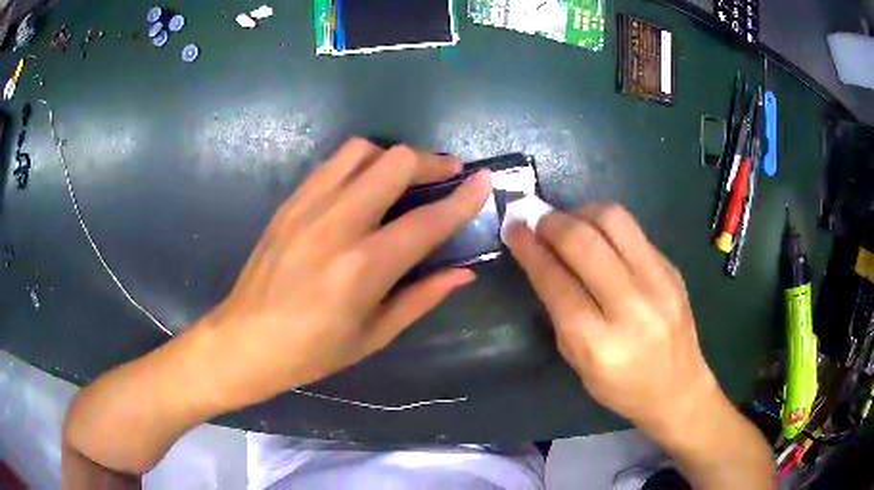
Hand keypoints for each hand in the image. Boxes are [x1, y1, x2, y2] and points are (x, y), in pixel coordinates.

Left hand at [197, 138, 491, 411]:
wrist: (243, 340)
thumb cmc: (311, 352)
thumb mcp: (373, 336)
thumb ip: (422, 297)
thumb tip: (463, 272)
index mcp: (363, 267)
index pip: (428, 220)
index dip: (464, 198)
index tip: (485, 179)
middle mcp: (338, 225)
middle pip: (395, 163)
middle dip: (430, 162)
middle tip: (445, 176)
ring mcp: (308, 207)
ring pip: (361, 151)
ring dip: (393, 158)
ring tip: (404, 179)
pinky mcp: (289, 203)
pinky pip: (332, 164)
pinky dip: (360, 165)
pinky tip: (365, 187)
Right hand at [505, 205, 719, 440]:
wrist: (678, 387)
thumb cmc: (621, 386)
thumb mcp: (578, 361)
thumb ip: (560, 310)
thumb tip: (542, 258)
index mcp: (599, 343)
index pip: (557, 281)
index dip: (530, 249)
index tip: (513, 229)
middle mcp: (632, 307)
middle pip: (584, 242)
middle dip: (552, 223)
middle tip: (537, 222)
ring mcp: (659, 282)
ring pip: (614, 220)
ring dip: (581, 214)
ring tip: (568, 223)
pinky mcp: (672, 268)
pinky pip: (633, 231)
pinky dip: (605, 225)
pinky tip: (598, 238)